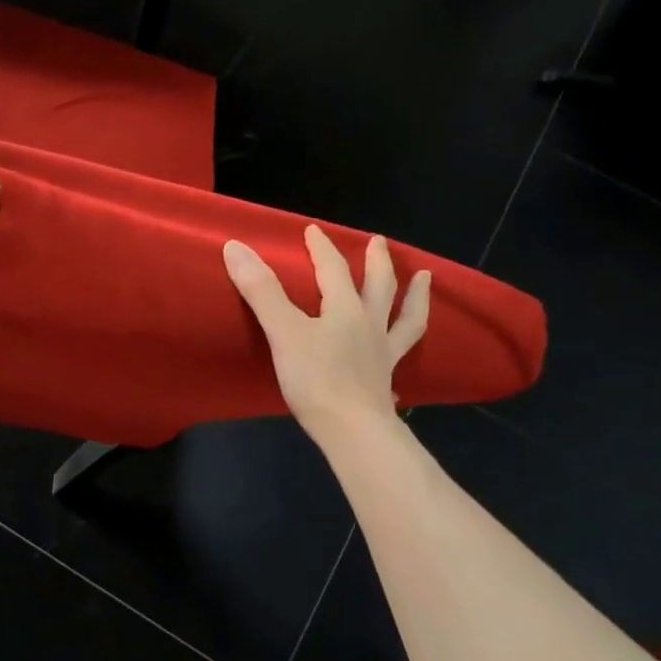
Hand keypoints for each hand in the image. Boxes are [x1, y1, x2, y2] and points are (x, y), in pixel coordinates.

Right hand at [223, 226, 430, 444]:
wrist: (351, 429)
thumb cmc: (315, 378)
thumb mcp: (282, 331)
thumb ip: (261, 290)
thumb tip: (235, 247)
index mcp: (345, 309)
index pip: (333, 270)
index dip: (322, 248)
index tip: (313, 231)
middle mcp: (370, 325)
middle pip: (379, 286)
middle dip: (377, 262)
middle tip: (379, 243)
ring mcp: (382, 354)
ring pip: (404, 317)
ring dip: (415, 296)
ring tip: (424, 280)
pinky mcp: (384, 381)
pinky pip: (401, 356)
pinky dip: (406, 347)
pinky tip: (404, 351)